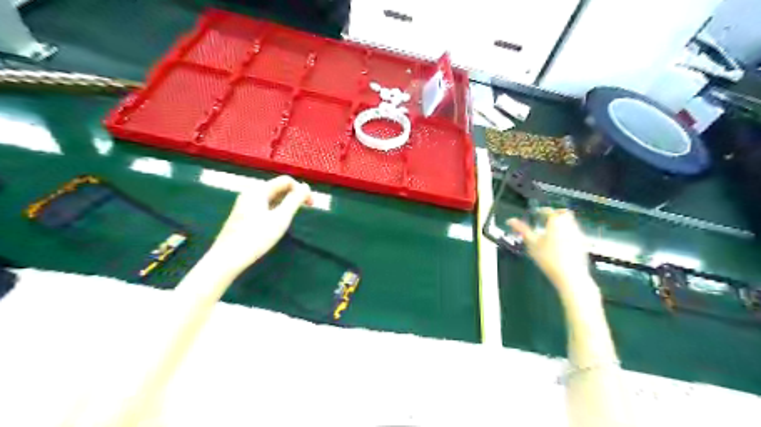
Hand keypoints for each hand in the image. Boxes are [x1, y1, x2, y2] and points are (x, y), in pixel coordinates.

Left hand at [205, 175, 311, 275]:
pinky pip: (265, 204)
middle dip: (294, 195)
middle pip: (278, 187)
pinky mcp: (243, 214)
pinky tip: (278, 222)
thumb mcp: (280, 218)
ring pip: (272, 197)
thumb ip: (295, 200)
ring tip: (294, 216)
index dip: (301, 189)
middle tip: (306, 210)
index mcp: (259, 190)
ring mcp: (245, 203)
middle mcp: (251, 192)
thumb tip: (306, 187)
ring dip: (286, 202)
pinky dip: (276, 208)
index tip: (312, 205)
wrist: (228, 258)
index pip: (286, 181)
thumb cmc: (256, 237)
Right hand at [508, 206, 596, 302]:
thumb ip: (521, 230)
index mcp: (556, 222)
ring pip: (571, 222)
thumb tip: (510, 220)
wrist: (570, 275)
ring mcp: (578, 234)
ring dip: (562, 223)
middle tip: (547, 219)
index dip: (541, 211)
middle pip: (563, 213)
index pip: (548, 211)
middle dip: (555, 214)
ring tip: (552, 231)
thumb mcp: (532, 244)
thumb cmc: (548, 258)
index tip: (537, 214)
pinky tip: (561, 242)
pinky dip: (567, 232)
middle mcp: (569, 224)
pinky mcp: (583, 243)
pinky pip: (574, 232)